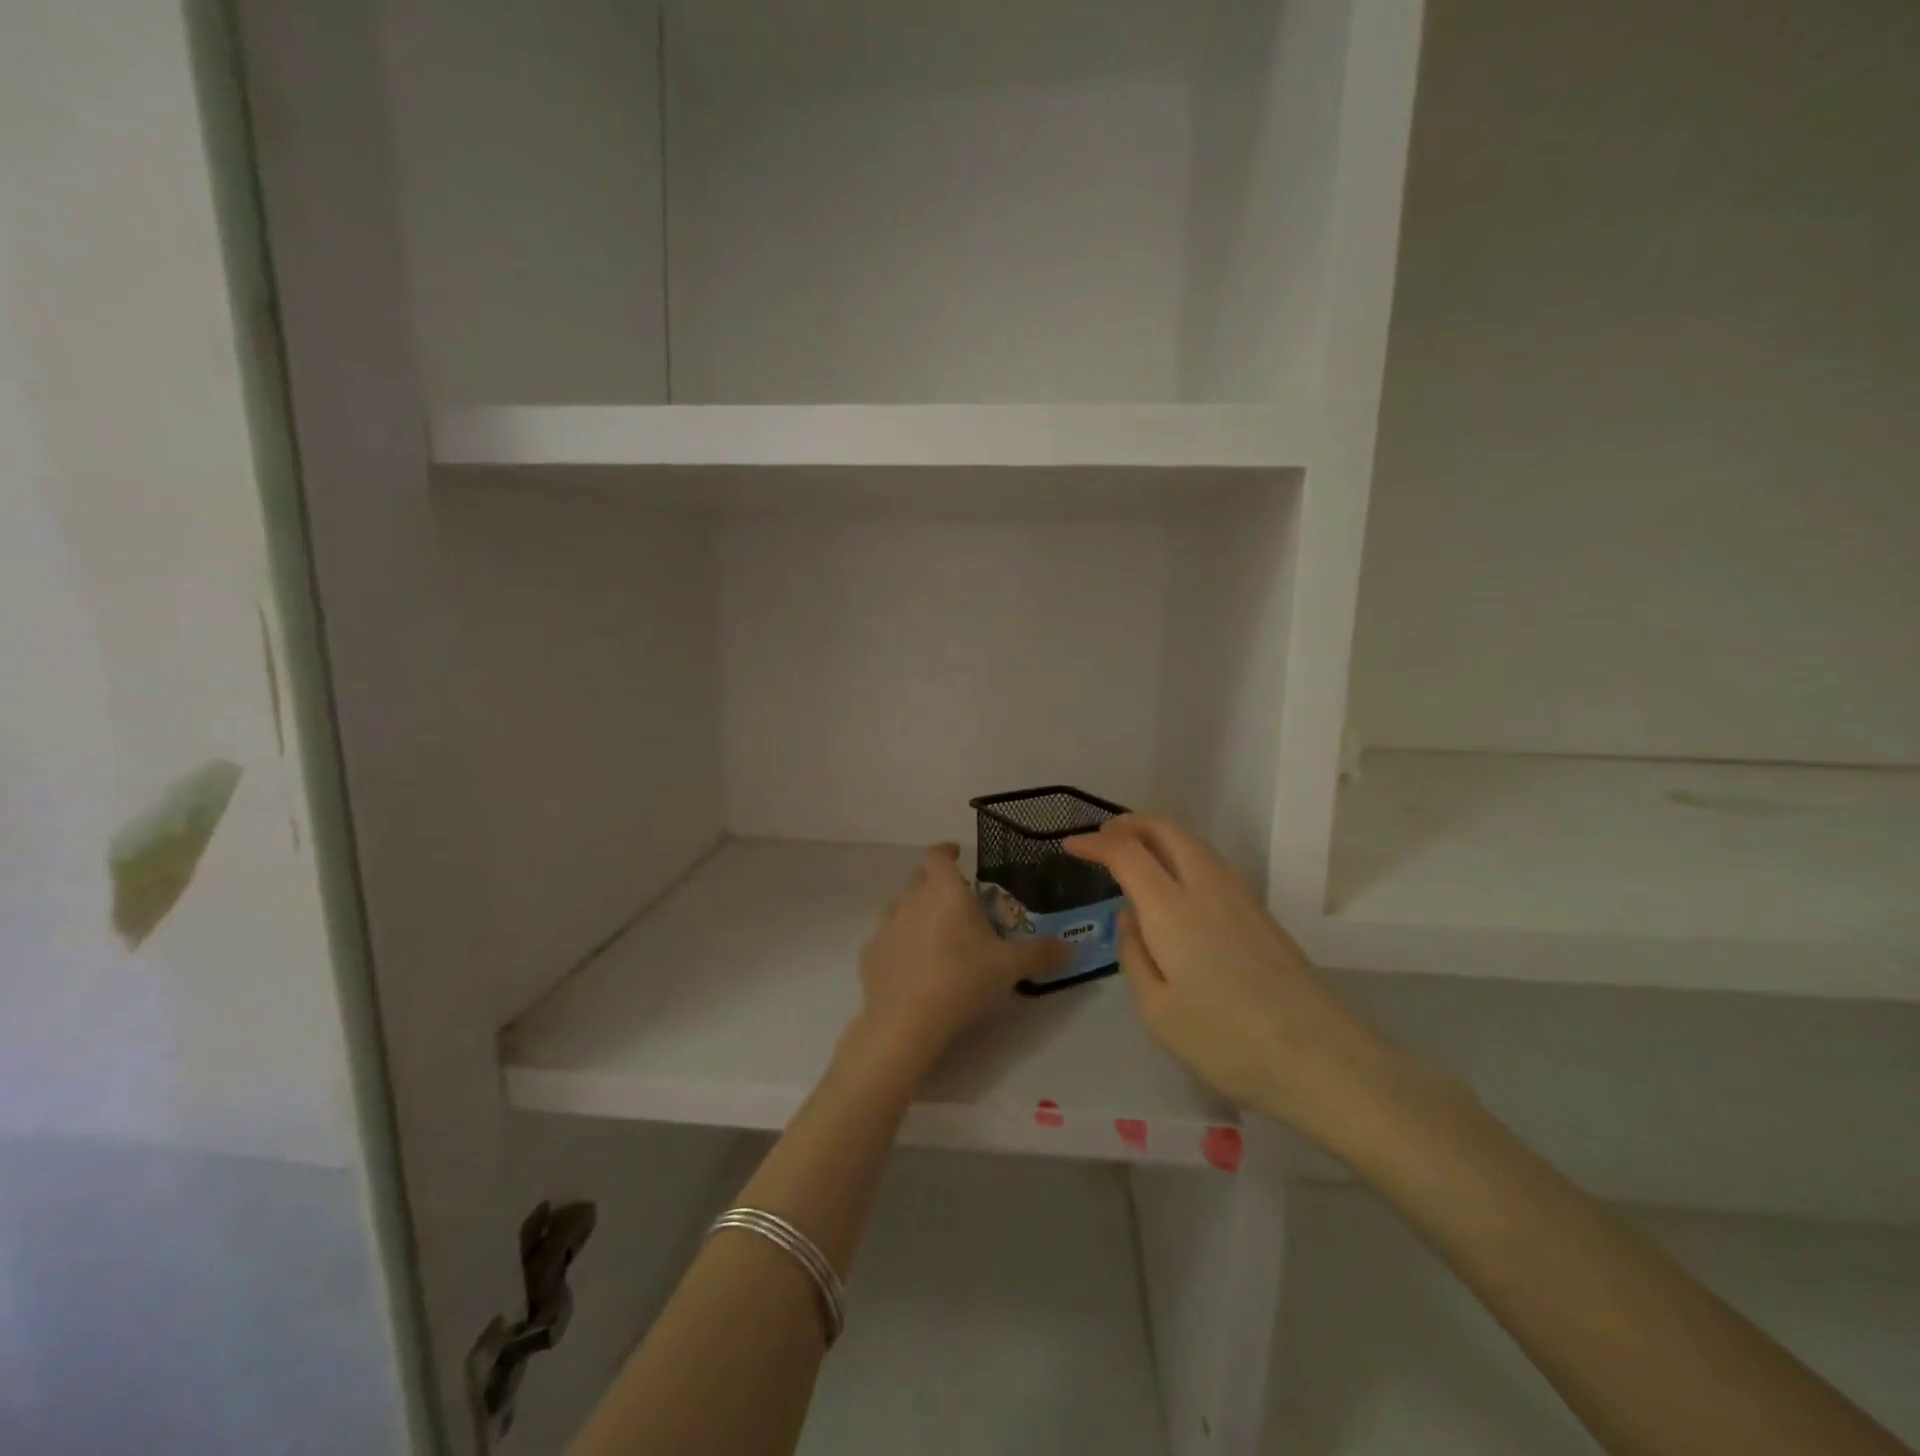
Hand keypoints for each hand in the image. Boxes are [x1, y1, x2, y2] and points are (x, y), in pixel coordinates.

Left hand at [851, 844, 1066, 1071]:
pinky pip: (887, 939)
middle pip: (919, 878)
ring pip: (901, 907)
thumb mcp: (1011, 967)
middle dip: (936, 884)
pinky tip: (914, 967)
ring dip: (917, 913)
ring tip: (937, 936)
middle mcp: (910, 899)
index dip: (946, 851)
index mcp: (944, 890)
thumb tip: (1071, 949)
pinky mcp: (869, 954)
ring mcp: (885, 926)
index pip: (938, 855)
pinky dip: (900, 944)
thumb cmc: (963, 979)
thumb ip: (1041, 953)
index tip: (957, 855)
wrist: (906, 1021)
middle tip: (957, 903)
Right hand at [1066, 815, 1408, 1149]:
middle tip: (1101, 839)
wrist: (1321, 1059)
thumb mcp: (1156, 1010)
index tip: (1070, 846)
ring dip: (1156, 835)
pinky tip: (1172, 885)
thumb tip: (1130, 917)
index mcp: (1172, 908)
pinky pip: (1209, 862)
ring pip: (1191, 841)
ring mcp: (1239, 895)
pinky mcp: (1260, 912)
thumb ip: (1133, 953)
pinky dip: (1180, 854)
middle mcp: (1206, 886)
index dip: (1095, 843)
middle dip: (1128, 823)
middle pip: (1165, 828)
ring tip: (1132, 856)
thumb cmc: (1226, 1040)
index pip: (1126, 852)